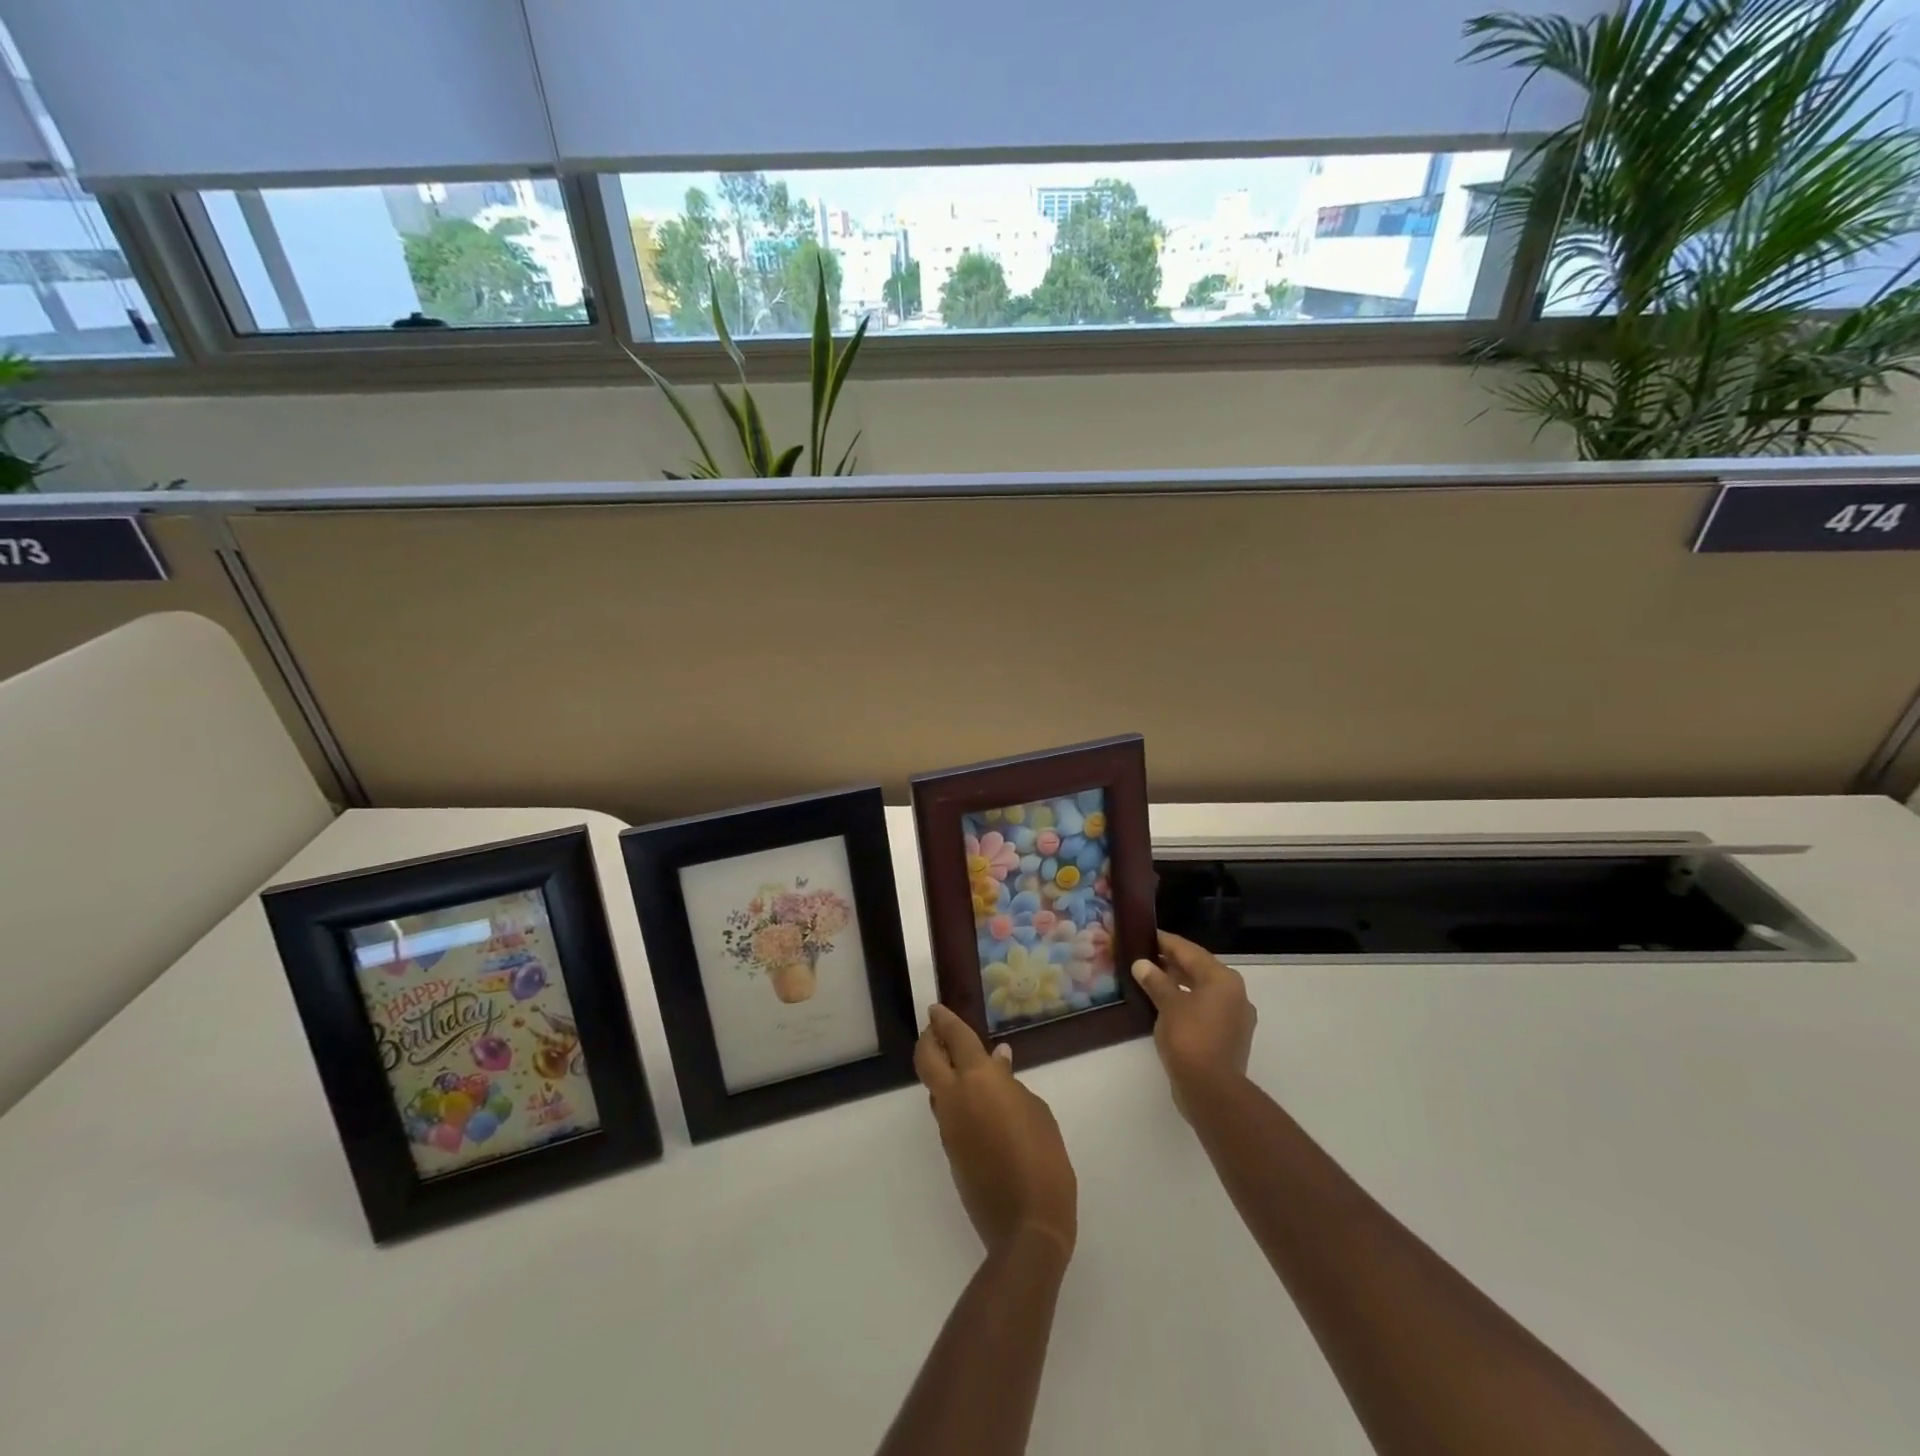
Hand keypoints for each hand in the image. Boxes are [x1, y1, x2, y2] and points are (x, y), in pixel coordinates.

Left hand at [914, 1005, 1076, 1258]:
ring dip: (940, 1070)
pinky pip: (946, 1113)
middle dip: (928, 1039)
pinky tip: (975, 1102)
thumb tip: (997, 1062)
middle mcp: (954, 1098)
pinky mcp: (950, 1151)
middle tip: (936, 1029)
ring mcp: (948, 1126)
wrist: (1026, 1225)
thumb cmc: (1043, 1158)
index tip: (936, 1008)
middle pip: (927, 1059)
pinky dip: (953, 1098)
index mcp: (978, 1080)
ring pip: (933, 1087)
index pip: (954, 1038)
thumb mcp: (1036, 1111)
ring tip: (960, 1064)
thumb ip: (1010, 1083)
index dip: (944, 1020)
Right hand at [1131, 930, 1256, 1114]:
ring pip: (1202, 991)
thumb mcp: (1168, 1005)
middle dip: (1172, 963)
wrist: (1212, 1091)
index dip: (1166, 942)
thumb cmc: (1190, 1038)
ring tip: (1151, 980)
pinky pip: (1205, 1010)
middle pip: (1199, 969)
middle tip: (1144, 956)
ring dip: (1179, 984)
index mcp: (1223, 979)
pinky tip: (1166, 1007)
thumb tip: (1142, 964)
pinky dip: (1187, 1003)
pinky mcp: (1230, 1037)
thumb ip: (1155, 981)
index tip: (1146, 934)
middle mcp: (1235, 994)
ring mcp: (1235, 1018)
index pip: (1190, 951)